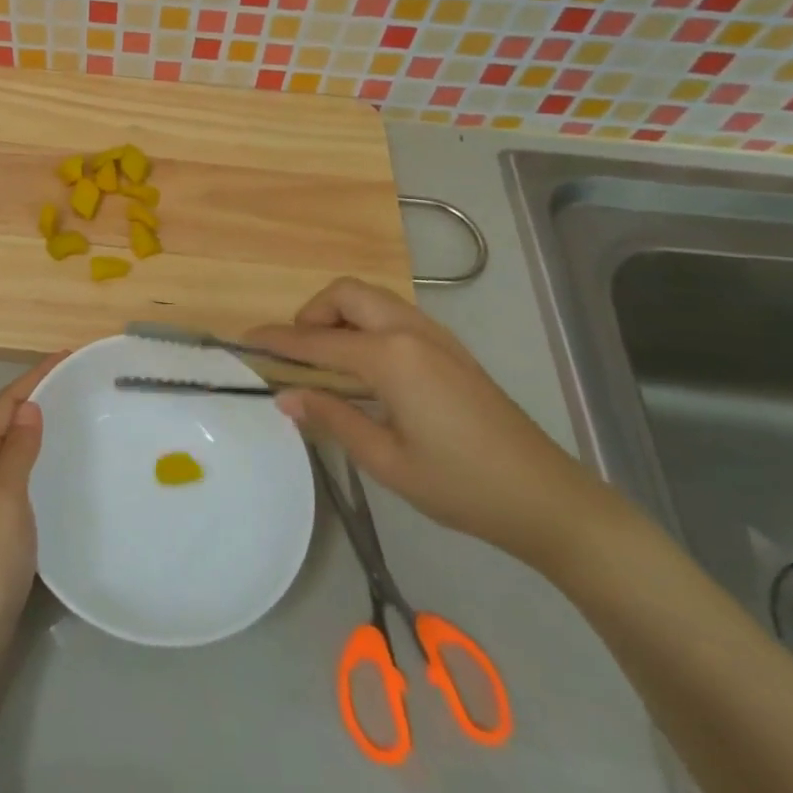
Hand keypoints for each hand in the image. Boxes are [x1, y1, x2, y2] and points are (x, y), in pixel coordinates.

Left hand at [0, 356, 60, 669]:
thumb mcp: (5, 500)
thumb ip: (17, 452)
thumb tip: (30, 406)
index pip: (4, 405)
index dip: (33, 377)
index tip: (67, 356)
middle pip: (6, 419)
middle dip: (37, 393)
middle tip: (77, 379)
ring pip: (13, 444)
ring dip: (38, 421)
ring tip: (74, 409)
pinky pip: (20, 470)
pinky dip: (40, 453)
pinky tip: (61, 462)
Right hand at [248, 279, 604, 564]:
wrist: (547, 498)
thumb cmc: (462, 486)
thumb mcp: (386, 460)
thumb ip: (332, 418)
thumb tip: (284, 396)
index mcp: (392, 358)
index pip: (319, 340)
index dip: (278, 341)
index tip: (245, 341)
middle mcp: (412, 332)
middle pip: (347, 293)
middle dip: (312, 312)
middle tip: (299, 354)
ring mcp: (436, 336)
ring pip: (373, 299)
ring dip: (340, 314)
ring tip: (326, 360)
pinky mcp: (450, 349)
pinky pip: (394, 315)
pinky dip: (365, 323)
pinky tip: (365, 368)